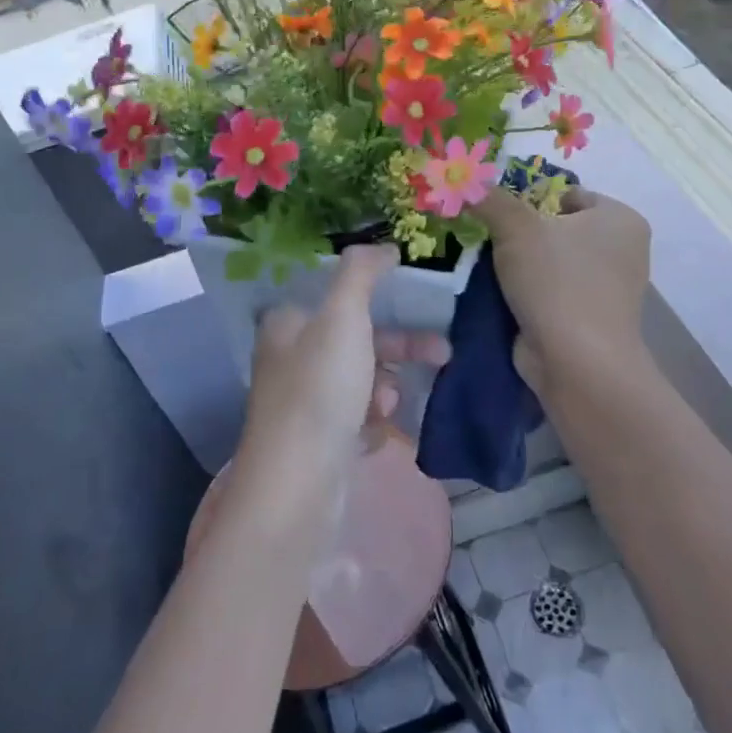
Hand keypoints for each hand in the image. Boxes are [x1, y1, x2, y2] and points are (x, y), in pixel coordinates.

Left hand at [235, 245, 450, 504]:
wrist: (298, 485)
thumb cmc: (320, 389)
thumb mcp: (343, 315)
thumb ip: (362, 273)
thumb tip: (385, 247)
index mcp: (288, 326)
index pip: (338, 300)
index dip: (380, 302)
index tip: (418, 306)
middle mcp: (291, 362)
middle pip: (357, 342)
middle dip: (398, 350)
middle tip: (443, 355)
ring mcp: (303, 406)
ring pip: (361, 384)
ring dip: (384, 392)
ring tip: (386, 410)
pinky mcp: (317, 446)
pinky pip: (358, 424)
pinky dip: (373, 428)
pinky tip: (375, 440)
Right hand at [473, 187, 650, 394]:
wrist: (576, 363)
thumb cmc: (557, 281)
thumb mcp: (517, 227)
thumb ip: (491, 199)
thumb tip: (467, 182)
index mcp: (620, 219)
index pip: (567, 193)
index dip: (528, 198)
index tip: (495, 212)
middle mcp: (621, 250)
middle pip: (556, 227)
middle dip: (519, 232)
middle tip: (484, 235)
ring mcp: (606, 288)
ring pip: (550, 261)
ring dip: (518, 264)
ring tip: (483, 263)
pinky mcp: (587, 319)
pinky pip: (549, 291)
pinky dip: (526, 291)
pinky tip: (496, 292)